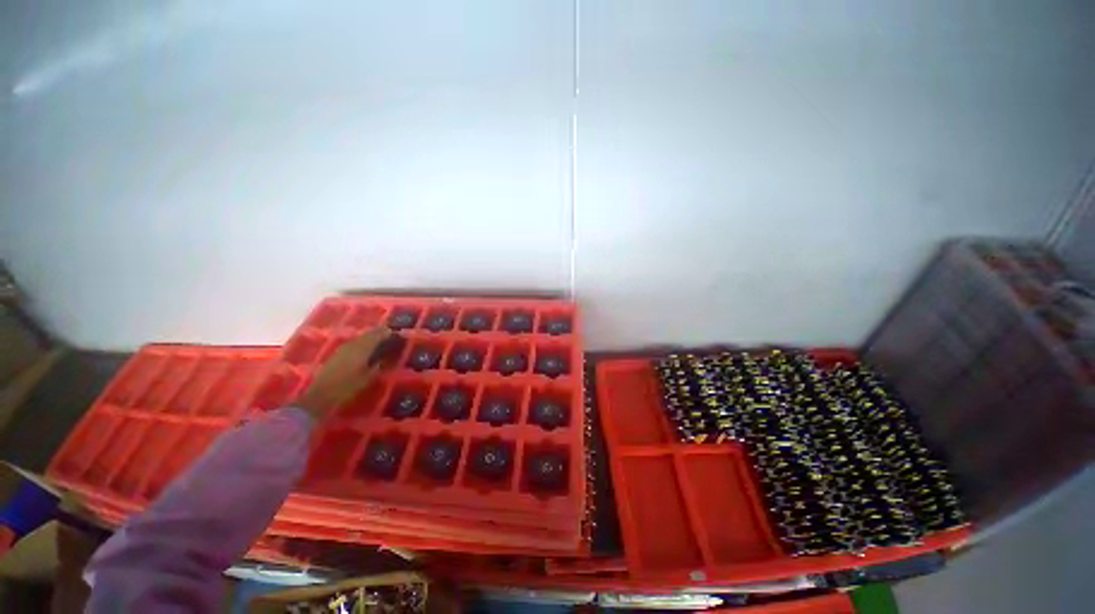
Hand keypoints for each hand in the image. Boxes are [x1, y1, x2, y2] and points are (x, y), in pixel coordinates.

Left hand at [296, 327, 393, 421]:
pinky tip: (366, 349)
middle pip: (369, 334)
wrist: (320, 396)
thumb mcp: (369, 377)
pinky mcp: (337, 353)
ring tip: (381, 342)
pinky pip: (354, 342)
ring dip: (372, 337)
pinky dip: (363, 342)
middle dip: (381, 334)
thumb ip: (380, 363)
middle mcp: (353, 344)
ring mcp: (343, 348)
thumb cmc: (347, 387)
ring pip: (361, 337)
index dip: (389, 333)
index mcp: (362, 348)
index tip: (399, 335)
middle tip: (391, 337)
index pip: (378, 334)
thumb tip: (391, 354)